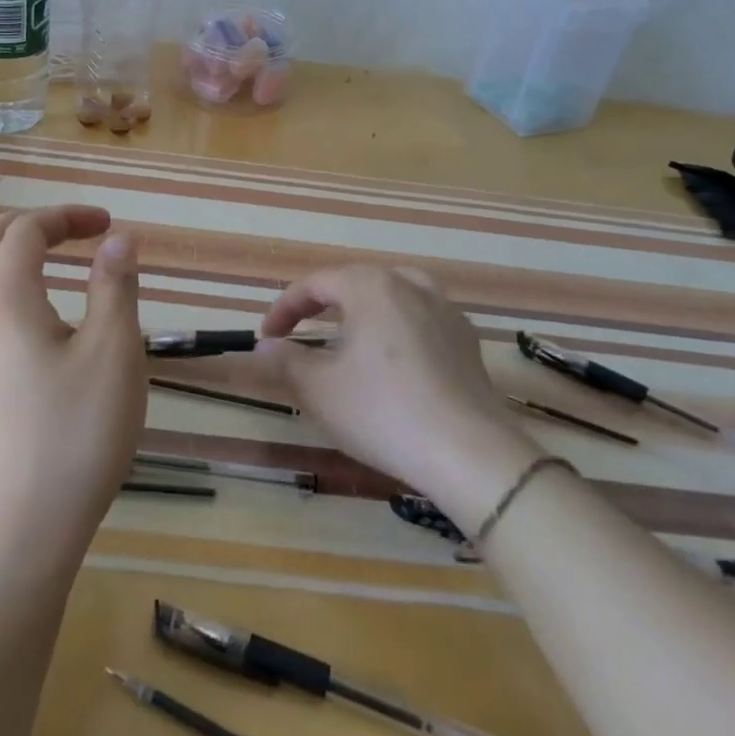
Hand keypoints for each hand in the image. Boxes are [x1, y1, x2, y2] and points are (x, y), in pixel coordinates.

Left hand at [0, 206, 145, 561]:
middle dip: (19, 227)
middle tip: (62, 232)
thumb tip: (119, 238)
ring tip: (2, 272)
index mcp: (6, 300)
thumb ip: (115, 286)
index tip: (106, 226)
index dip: (64, 217)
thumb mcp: (114, 350)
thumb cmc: (77, 431)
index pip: (25, 233)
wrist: (24, 528)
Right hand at [259, 266, 536, 530]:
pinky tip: (394, 357)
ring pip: (393, 293)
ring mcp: (444, 310)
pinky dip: (397, 326)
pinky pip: (421, 317)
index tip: (267, 336)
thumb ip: (286, 362)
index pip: (316, 283)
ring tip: (348, 333)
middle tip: (300, 333)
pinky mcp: (466, 339)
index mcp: (370, 287)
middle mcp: (409, 285)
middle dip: (322, 304)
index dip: (285, 308)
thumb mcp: (320, 390)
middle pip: (355, 281)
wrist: (470, 454)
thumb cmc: (384, 413)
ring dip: (362, 308)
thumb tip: (264, 347)